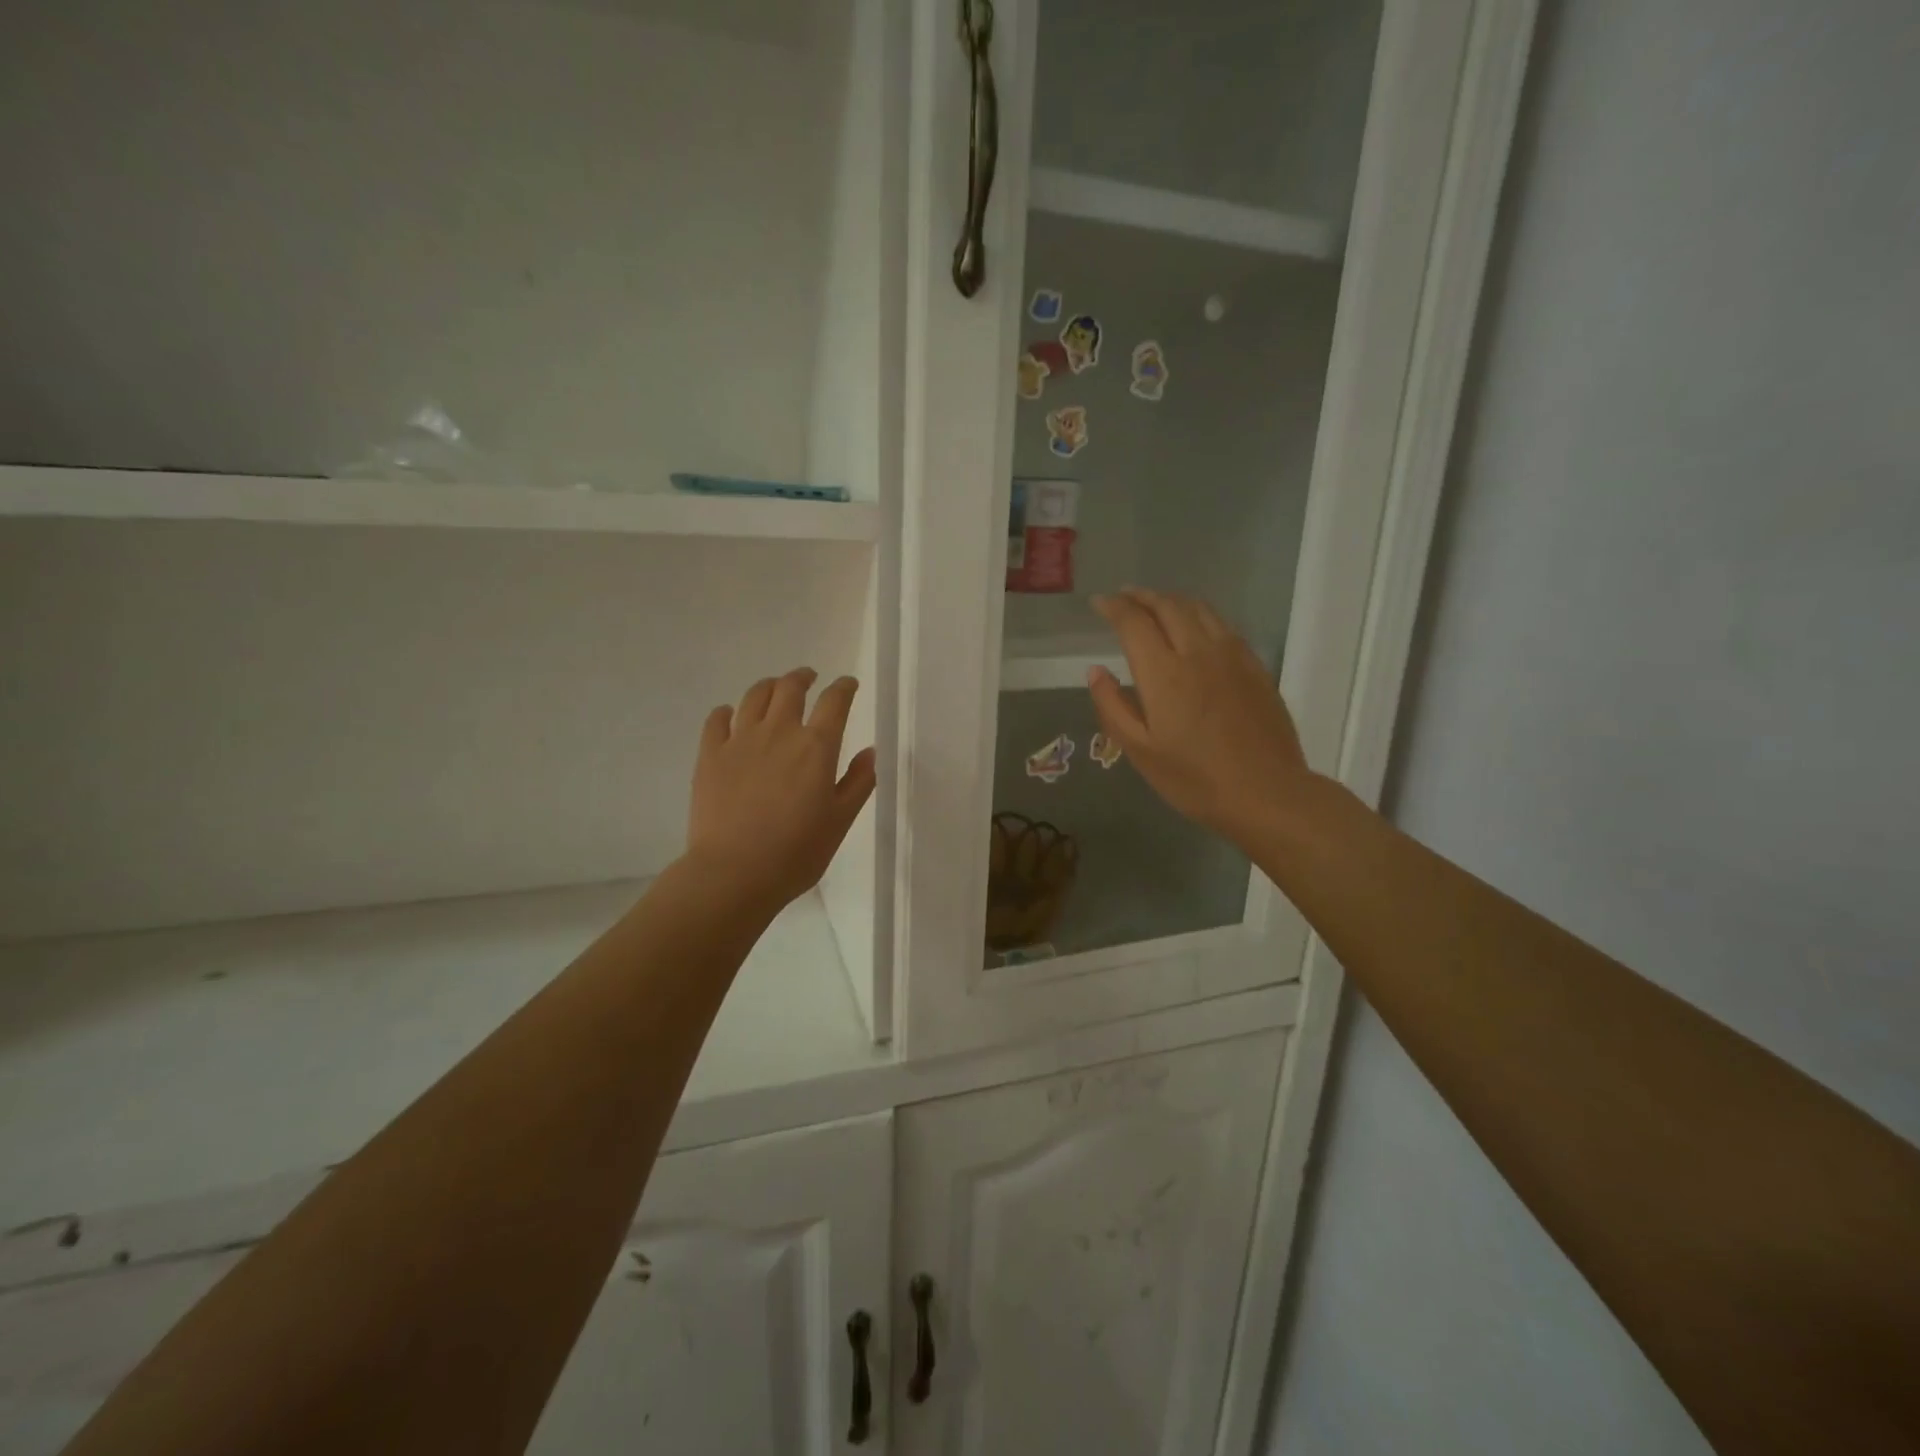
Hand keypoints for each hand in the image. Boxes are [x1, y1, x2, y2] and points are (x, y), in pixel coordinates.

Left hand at [684, 669, 876, 910]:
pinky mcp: (710, 755)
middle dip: (803, 677)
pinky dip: (727, 711)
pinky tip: (731, 715)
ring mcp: (740, 740)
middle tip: (808, 678)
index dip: (844, 688)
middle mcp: (779, 732)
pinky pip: (717, 719)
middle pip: (790, 688)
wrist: (734, 873)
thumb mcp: (840, 821)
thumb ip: (858, 782)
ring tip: (774, 689)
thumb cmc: (796, 852)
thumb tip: (868, 752)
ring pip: (754, 696)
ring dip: (769, 686)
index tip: (848, 685)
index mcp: (816, 747)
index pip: (835, 702)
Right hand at [1087, 590, 1317, 850]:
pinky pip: (1223, 625)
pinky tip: (1195, 627)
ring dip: (1171, 600)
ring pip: (1199, 609)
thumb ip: (1112, 707)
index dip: (1113, 607)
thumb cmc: (1195, 780)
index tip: (1099, 603)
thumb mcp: (1140, 752)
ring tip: (1155, 603)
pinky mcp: (1255, 667)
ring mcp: (1232, 656)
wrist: (1266, 793)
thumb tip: (1095, 671)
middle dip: (1141, 596)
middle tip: (1123, 596)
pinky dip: (1200, 614)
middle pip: (1168, 606)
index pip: (1134, 622)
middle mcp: (1198, 652)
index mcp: (1164, 673)